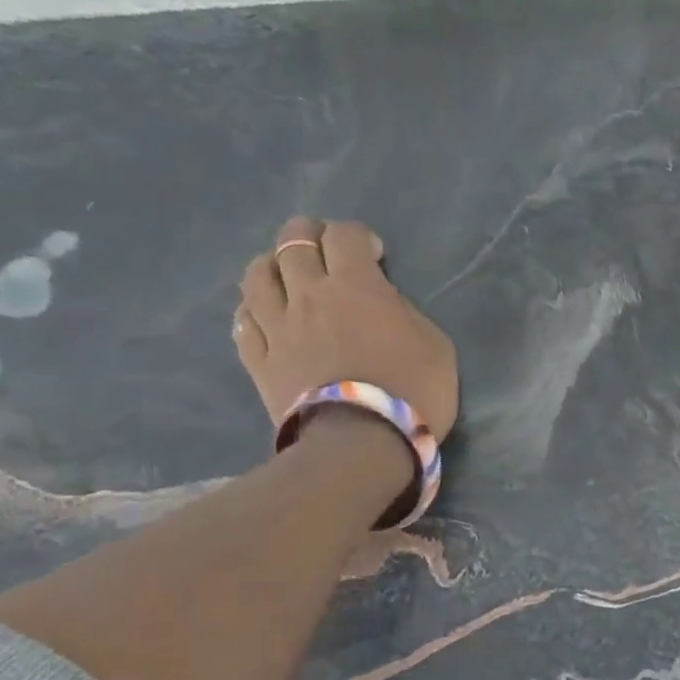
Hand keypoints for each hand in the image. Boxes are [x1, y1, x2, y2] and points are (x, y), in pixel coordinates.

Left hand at [233, 217, 458, 438]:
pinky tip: (266, 315)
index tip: (374, 255)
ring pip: (257, 275)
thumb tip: (384, 301)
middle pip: (293, 241)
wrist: (361, 445)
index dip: (359, 236)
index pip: (345, 234)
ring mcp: (277, 327)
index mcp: (356, 285)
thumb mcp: (436, 345)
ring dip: (273, 265)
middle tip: (326, 253)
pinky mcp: (259, 361)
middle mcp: (309, 295)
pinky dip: (254, 310)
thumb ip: (406, 312)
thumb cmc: (413, 393)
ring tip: (288, 277)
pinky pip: (243, 322)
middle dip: (310, 235)